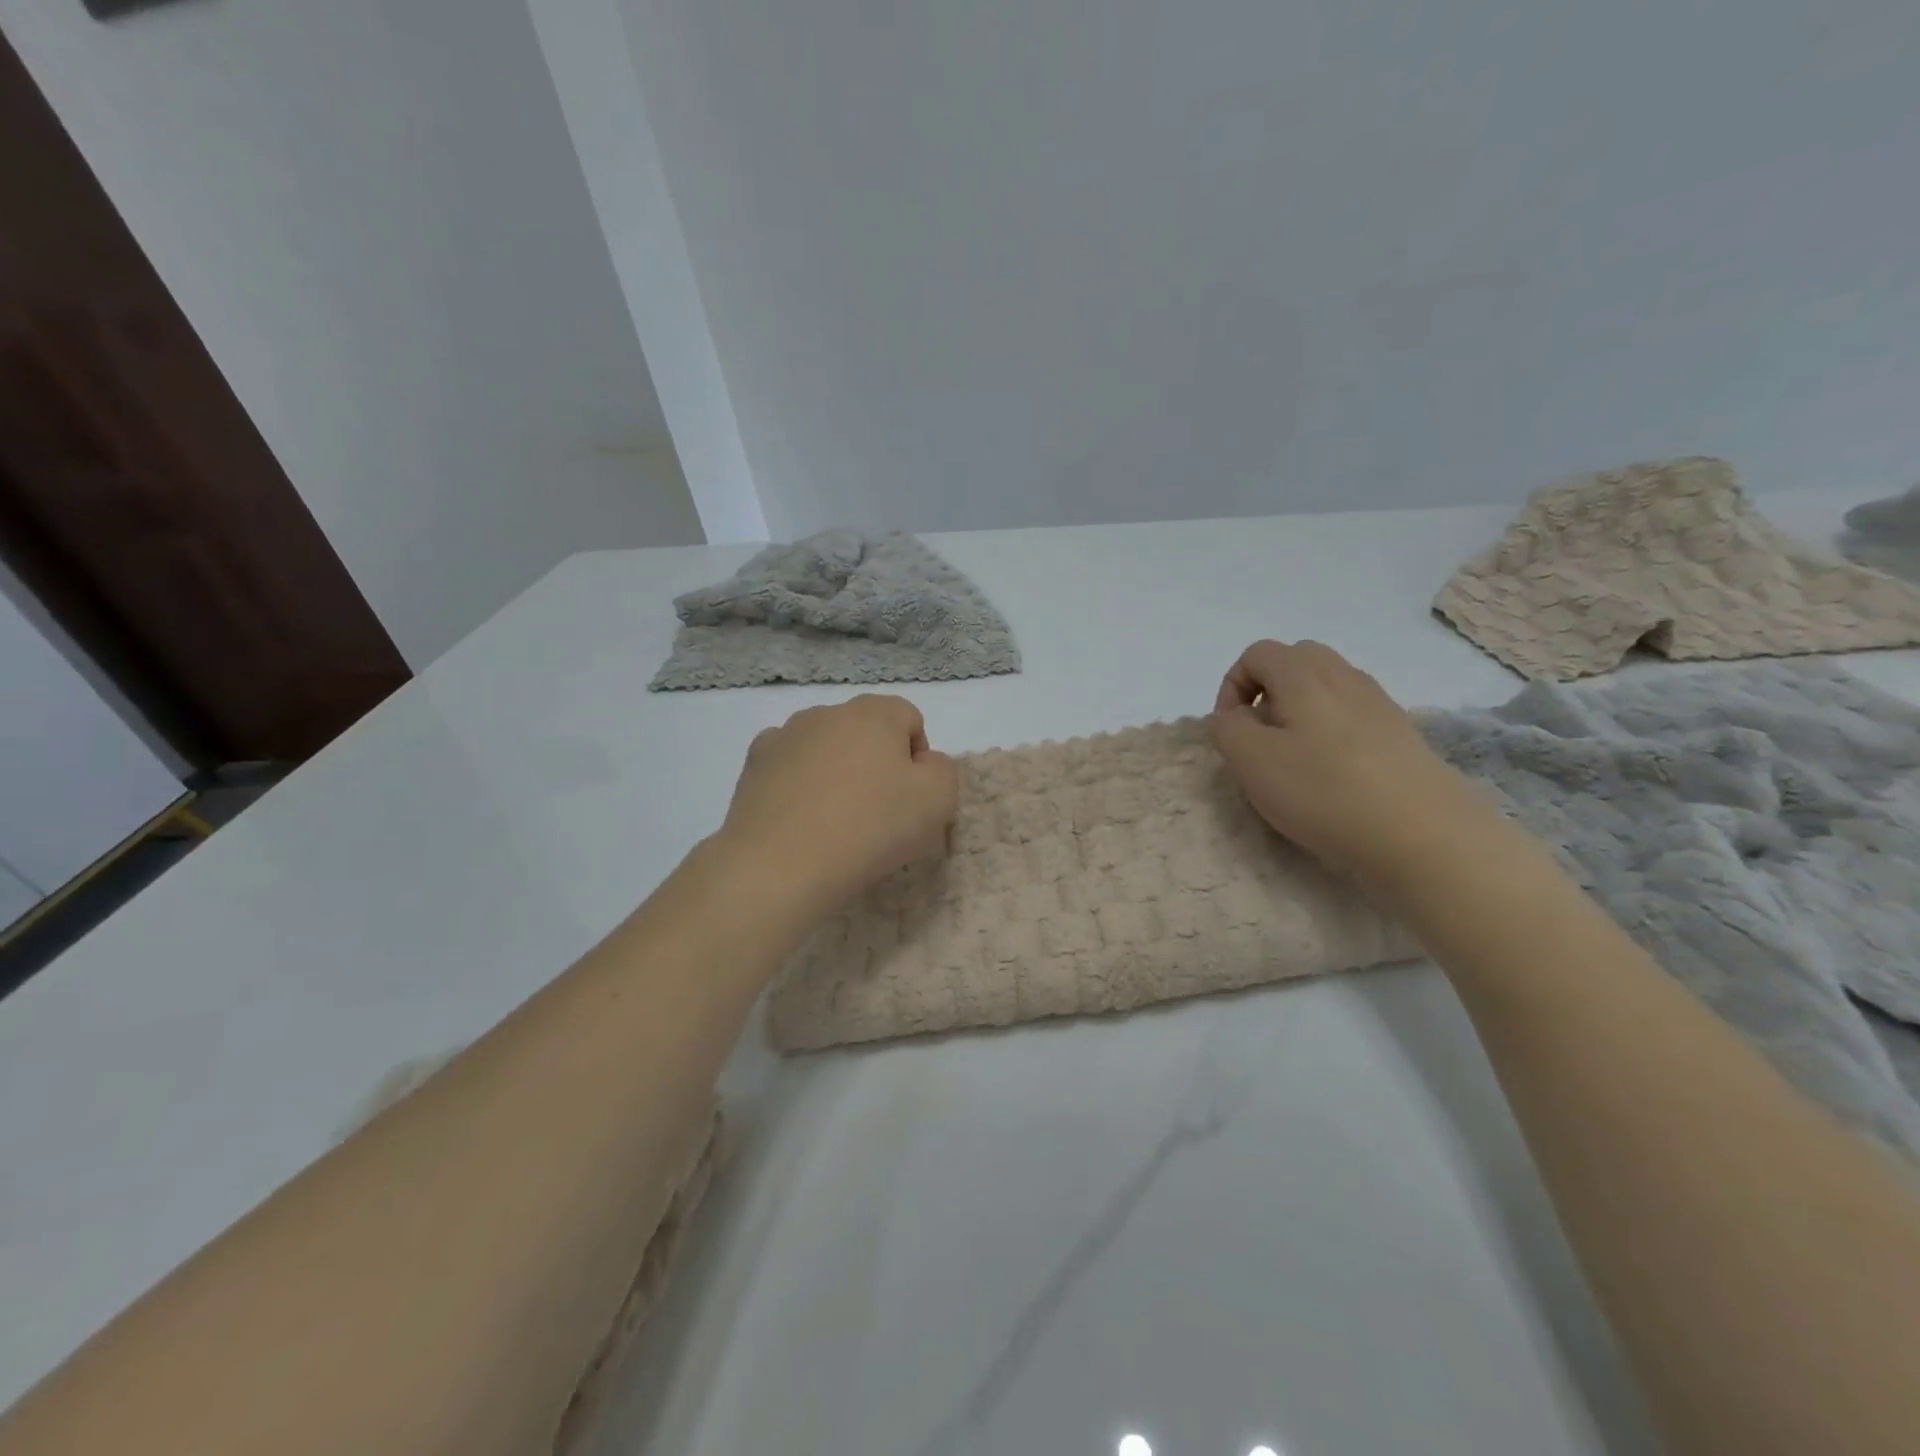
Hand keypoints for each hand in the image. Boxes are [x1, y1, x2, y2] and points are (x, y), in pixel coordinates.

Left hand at [715, 694, 959, 919]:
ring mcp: (785, 735)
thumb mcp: (938, 801)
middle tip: (877, 812)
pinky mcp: (754, 763)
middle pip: (866, 730)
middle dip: (876, 761)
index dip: (918, 758)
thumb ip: (942, 770)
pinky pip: (788, 764)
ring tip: (834, 819)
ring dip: (836, 769)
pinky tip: (800, 816)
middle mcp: (828, 712)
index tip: (912, 798)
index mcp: (875, 713)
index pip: (910, 719)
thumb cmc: (870, 828)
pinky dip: (798, 781)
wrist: (780, 865)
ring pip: (825, 745)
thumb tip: (922, 763)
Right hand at [1208, 640, 1501, 885]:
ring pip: (1325, 689)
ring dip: (1299, 714)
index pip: (1256, 654)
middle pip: (1295, 662)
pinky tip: (1333, 776)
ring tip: (1294, 762)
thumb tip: (1233, 716)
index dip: (1231, 687)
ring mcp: (1379, 703)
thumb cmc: (1323, 790)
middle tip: (1260, 739)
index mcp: (1304, 674)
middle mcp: (1344, 675)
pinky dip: (1331, 734)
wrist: (1423, 832)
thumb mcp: (1249, 760)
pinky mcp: (1401, 734)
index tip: (1230, 732)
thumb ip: (1226, 728)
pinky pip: (1352, 716)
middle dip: (1267, 694)